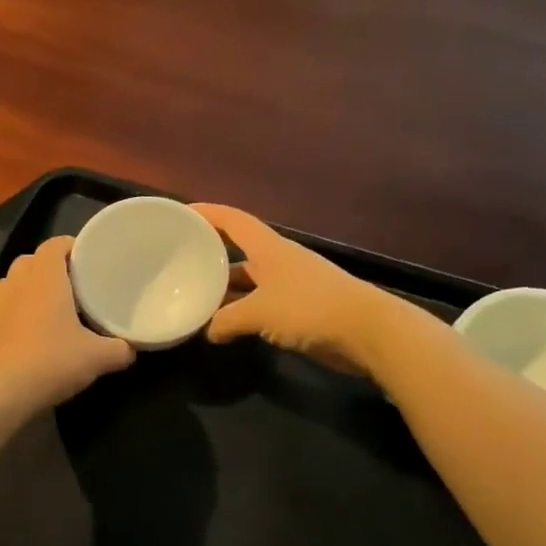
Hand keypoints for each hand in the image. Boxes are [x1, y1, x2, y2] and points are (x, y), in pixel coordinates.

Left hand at [0, 237, 135, 411]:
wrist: (3, 391)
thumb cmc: (52, 360)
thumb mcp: (98, 357)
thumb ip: (120, 349)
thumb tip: (132, 348)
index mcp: (44, 277)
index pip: (55, 244)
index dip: (73, 246)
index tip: (92, 259)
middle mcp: (19, 283)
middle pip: (33, 259)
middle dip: (54, 266)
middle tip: (78, 283)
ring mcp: (1, 304)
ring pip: (16, 280)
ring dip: (33, 284)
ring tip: (56, 302)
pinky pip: (8, 304)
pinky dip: (22, 307)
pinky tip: (39, 327)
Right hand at [191, 204, 381, 370]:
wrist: (367, 332)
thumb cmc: (310, 308)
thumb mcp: (259, 313)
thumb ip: (227, 320)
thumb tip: (208, 331)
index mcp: (268, 248)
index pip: (232, 220)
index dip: (206, 213)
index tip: (179, 214)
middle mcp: (277, 260)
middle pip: (237, 249)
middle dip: (209, 253)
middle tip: (178, 260)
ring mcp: (288, 284)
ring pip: (247, 280)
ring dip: (224, 288)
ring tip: (193, 295)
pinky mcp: (297, 308)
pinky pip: (259, 303)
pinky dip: (240, 311)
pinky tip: (223, 325)